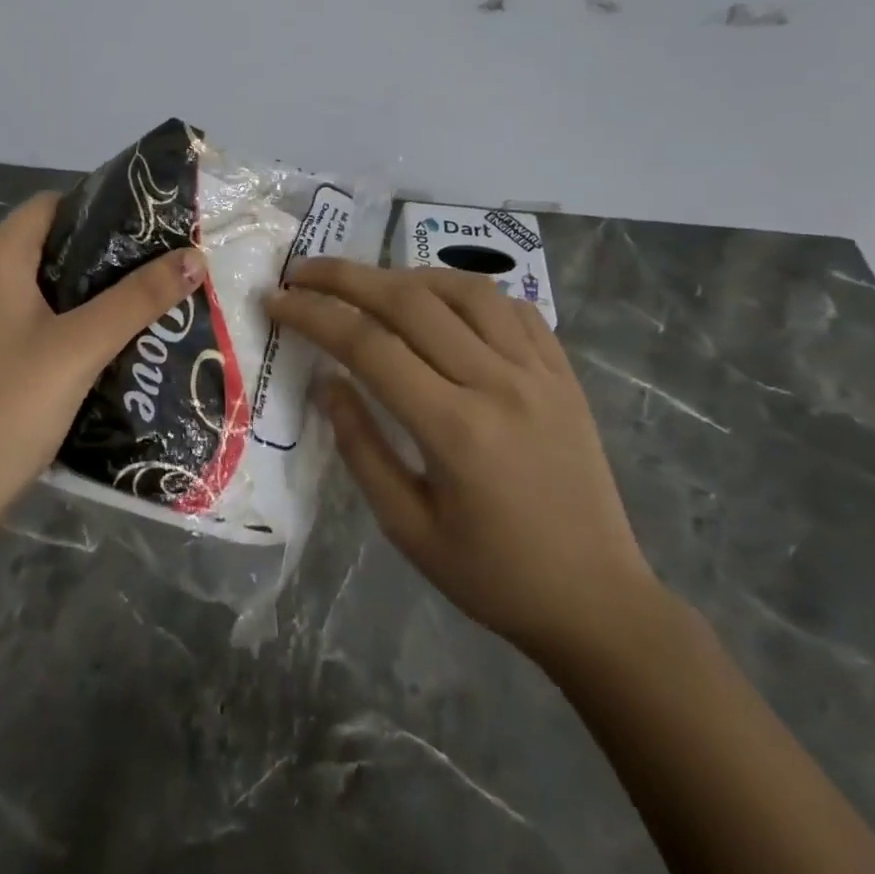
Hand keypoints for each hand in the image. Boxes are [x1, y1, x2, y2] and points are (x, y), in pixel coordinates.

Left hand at [0, 192, 206, 560]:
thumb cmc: (7, 409)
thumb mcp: (80, 349)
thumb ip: (138, 299)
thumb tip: (195, 256)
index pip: (51, 204)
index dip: (101, 208)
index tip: (151, 229)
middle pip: (46, 244)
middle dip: (103, 255)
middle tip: (157, 271)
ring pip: (37, 286)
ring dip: (85, 293)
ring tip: (139, 307)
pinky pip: (23, 320)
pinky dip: (60, 322)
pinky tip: (96, 348)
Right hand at [265, 259, 660, 667]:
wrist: (598, 602)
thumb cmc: (493, 576)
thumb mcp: (408, 528)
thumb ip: (361, 448)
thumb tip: (327, 382)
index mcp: (455, 428)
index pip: (369, 346)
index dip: (314, 315)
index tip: (276, 300)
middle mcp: (498, 384)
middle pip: (411, 301)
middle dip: (347, 277)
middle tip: (303, 271)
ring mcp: (539, 372)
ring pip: (465, 290)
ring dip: (407, 276)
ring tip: (370, 284)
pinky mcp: (565, 374)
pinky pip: (513, 308)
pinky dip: (468, 292)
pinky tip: (443, 303)